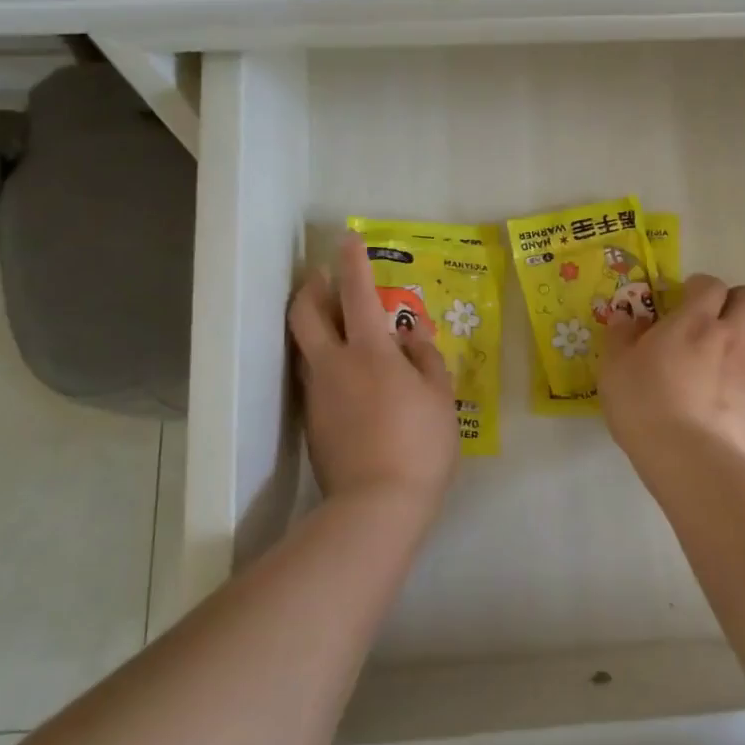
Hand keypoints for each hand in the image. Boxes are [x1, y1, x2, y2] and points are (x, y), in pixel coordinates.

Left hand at [289, 233, 459, 511]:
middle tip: (320, 278)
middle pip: (304, 314)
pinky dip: (324, 361)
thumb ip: (426, 358)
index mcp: (370, 352)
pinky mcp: (312, 422)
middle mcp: (334, 365)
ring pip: (305, 346)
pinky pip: (314, 377)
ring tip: (336, 323)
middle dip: (309, 288)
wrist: (376, 505)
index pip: (356, 294)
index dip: (352, 263)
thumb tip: (412, 335)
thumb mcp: (440, 398)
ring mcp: (318, 394)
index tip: (347, 239)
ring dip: (314, 324)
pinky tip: (347, 375)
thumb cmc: (420, 445)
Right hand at [600, 273, 744, 462]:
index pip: (711, 284)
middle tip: (714, 319)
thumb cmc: (643, 402)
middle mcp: (730, 337)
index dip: (700, 287)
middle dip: (737, 301)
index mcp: (695, 320)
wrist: (686, 456)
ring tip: (728, 354)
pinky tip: (728, 397)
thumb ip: (620, 336)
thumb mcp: (614, 366)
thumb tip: (625, 318)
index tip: (683, 299)